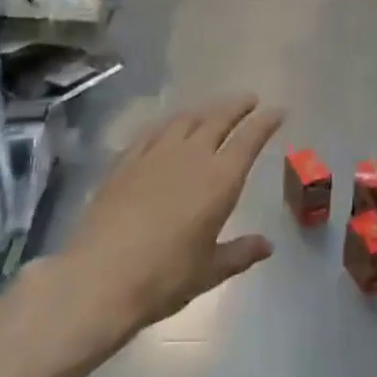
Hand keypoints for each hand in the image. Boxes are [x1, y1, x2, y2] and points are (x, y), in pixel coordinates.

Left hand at [61, 96, 282, 337]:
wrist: (99, 278)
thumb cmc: (164, 277)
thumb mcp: (210, 271)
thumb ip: (240, 253)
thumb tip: (267, 245)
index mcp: (220, 180)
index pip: (249, 140)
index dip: (265, 122)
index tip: (278, 111)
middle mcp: (190, 157)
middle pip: (218, 119)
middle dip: (237, 106)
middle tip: (249, 99)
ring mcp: (154, 155)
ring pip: (185, 119)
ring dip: (204, 109)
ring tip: (212, 109)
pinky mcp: (125, 162)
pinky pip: (152, 132)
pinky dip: (168, 123)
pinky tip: (167, 126)